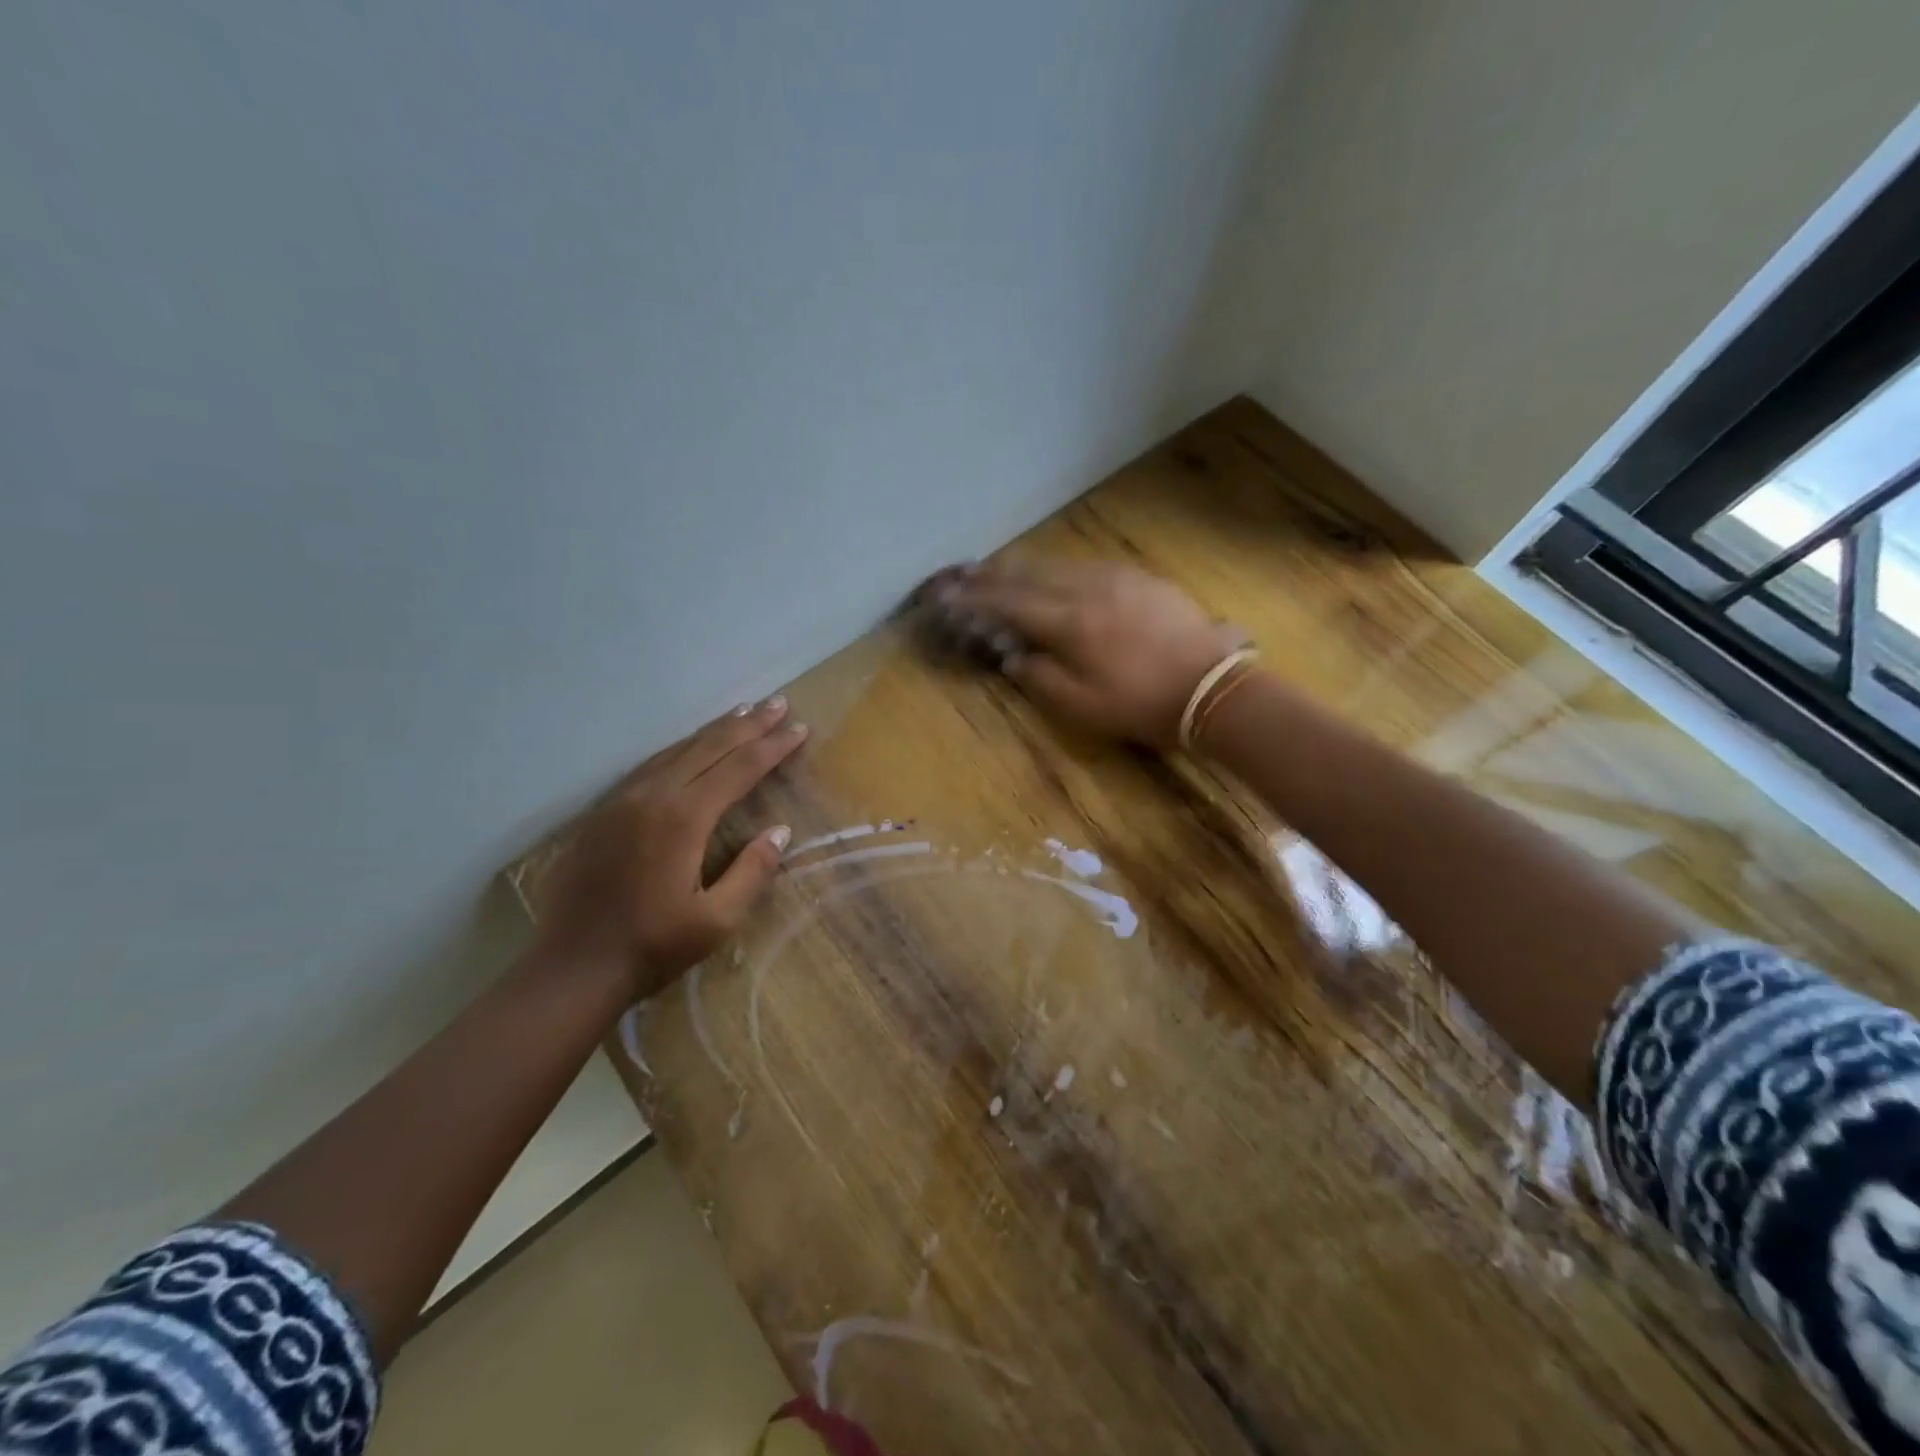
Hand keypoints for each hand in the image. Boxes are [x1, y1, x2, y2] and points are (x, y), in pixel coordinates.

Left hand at [533, 697, 807, 997]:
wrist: (572, 968)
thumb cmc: (652, 947)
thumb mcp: (717, 920)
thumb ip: (752, 871)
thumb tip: (779, 831)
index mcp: (683, 818)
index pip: (739, 769)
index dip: (772, 747)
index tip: (799, 727)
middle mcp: (652, 797)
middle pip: (708, 748)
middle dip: (748, 725)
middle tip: (778, 703)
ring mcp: (621, 801)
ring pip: (676, 750)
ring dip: (713, 731)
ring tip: (743, 712)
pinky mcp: (601, 813)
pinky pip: (649, 766)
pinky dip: (680, 749)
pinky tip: (690, 747)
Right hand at [935, 561, 1243, 747]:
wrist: (1212, 686)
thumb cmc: (1142, 704)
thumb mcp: (1082, 706)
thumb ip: (1040, 678)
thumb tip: (1014, 657)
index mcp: (1069, 622)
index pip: (1009, 603)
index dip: (974, 599)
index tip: (947, 595)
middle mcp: (1087, 588)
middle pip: (1030, 573)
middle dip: (993, 574)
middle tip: (965, 573)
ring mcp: (1116, 578)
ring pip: (1059, 564)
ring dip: (1025, 567)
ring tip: (1001, 569)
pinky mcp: (1140, 578)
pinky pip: (1087, 566)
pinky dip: (1059, 569)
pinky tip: (1056, 574)